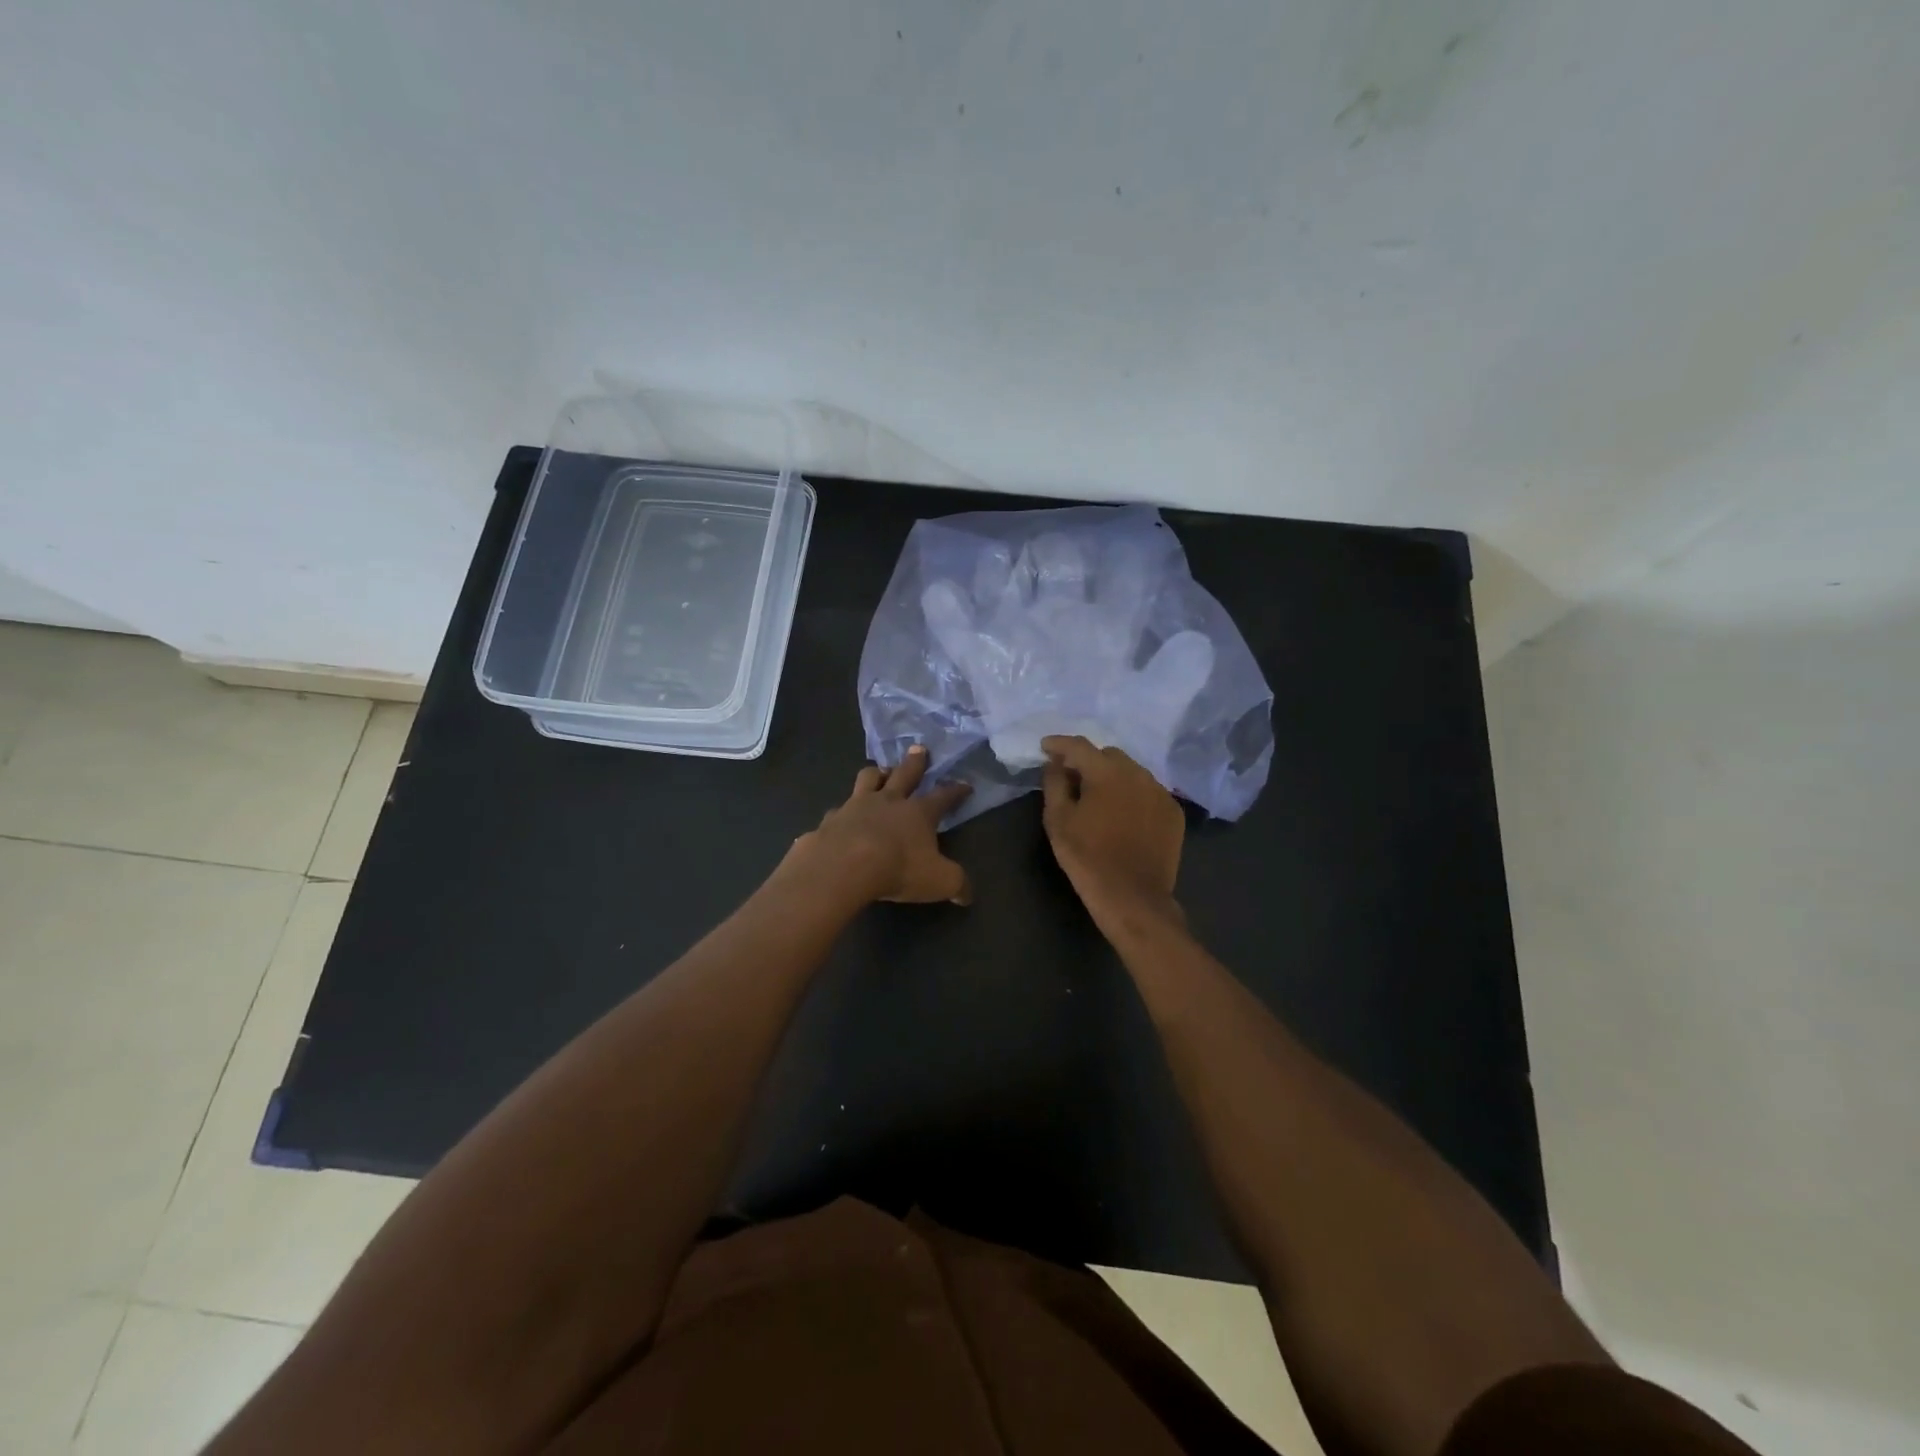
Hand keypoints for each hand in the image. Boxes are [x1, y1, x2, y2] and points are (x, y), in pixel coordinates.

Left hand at [790, 746, 972, 905]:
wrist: (842, 867)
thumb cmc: (898, 869)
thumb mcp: (939, 881)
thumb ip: (956, 884)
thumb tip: (967, 894)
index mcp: (918, 812)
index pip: (943, 797)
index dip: (956, 791)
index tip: (965, 785)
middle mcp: (888, 801)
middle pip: (904, 774)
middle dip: (915, 762)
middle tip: (919, 748)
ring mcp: (855, 806)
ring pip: (867, 779)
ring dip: (876, 774)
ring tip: (879, 771)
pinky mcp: (830, 820)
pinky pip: (836, 811)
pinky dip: (841, 813)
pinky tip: (839, 819)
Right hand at [1041, 735, 1183, 923]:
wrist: (1132, 897)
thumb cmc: (1087, 857)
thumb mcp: (1058, 820)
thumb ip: (1054, 783)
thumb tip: (1055, 763)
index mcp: (1107, 772)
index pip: (1079, 746)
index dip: (1059, 744)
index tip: (1045, 747)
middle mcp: (1138, 773)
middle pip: (1108, 755)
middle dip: (1088, 762)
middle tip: (1072, 778)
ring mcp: (1160, 792)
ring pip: (1131, 772)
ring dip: (1112, 777)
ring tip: (1099, 798)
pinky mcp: (1173, 813)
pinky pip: (1148, 792)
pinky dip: (1132, 795)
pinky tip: (1123, 814)